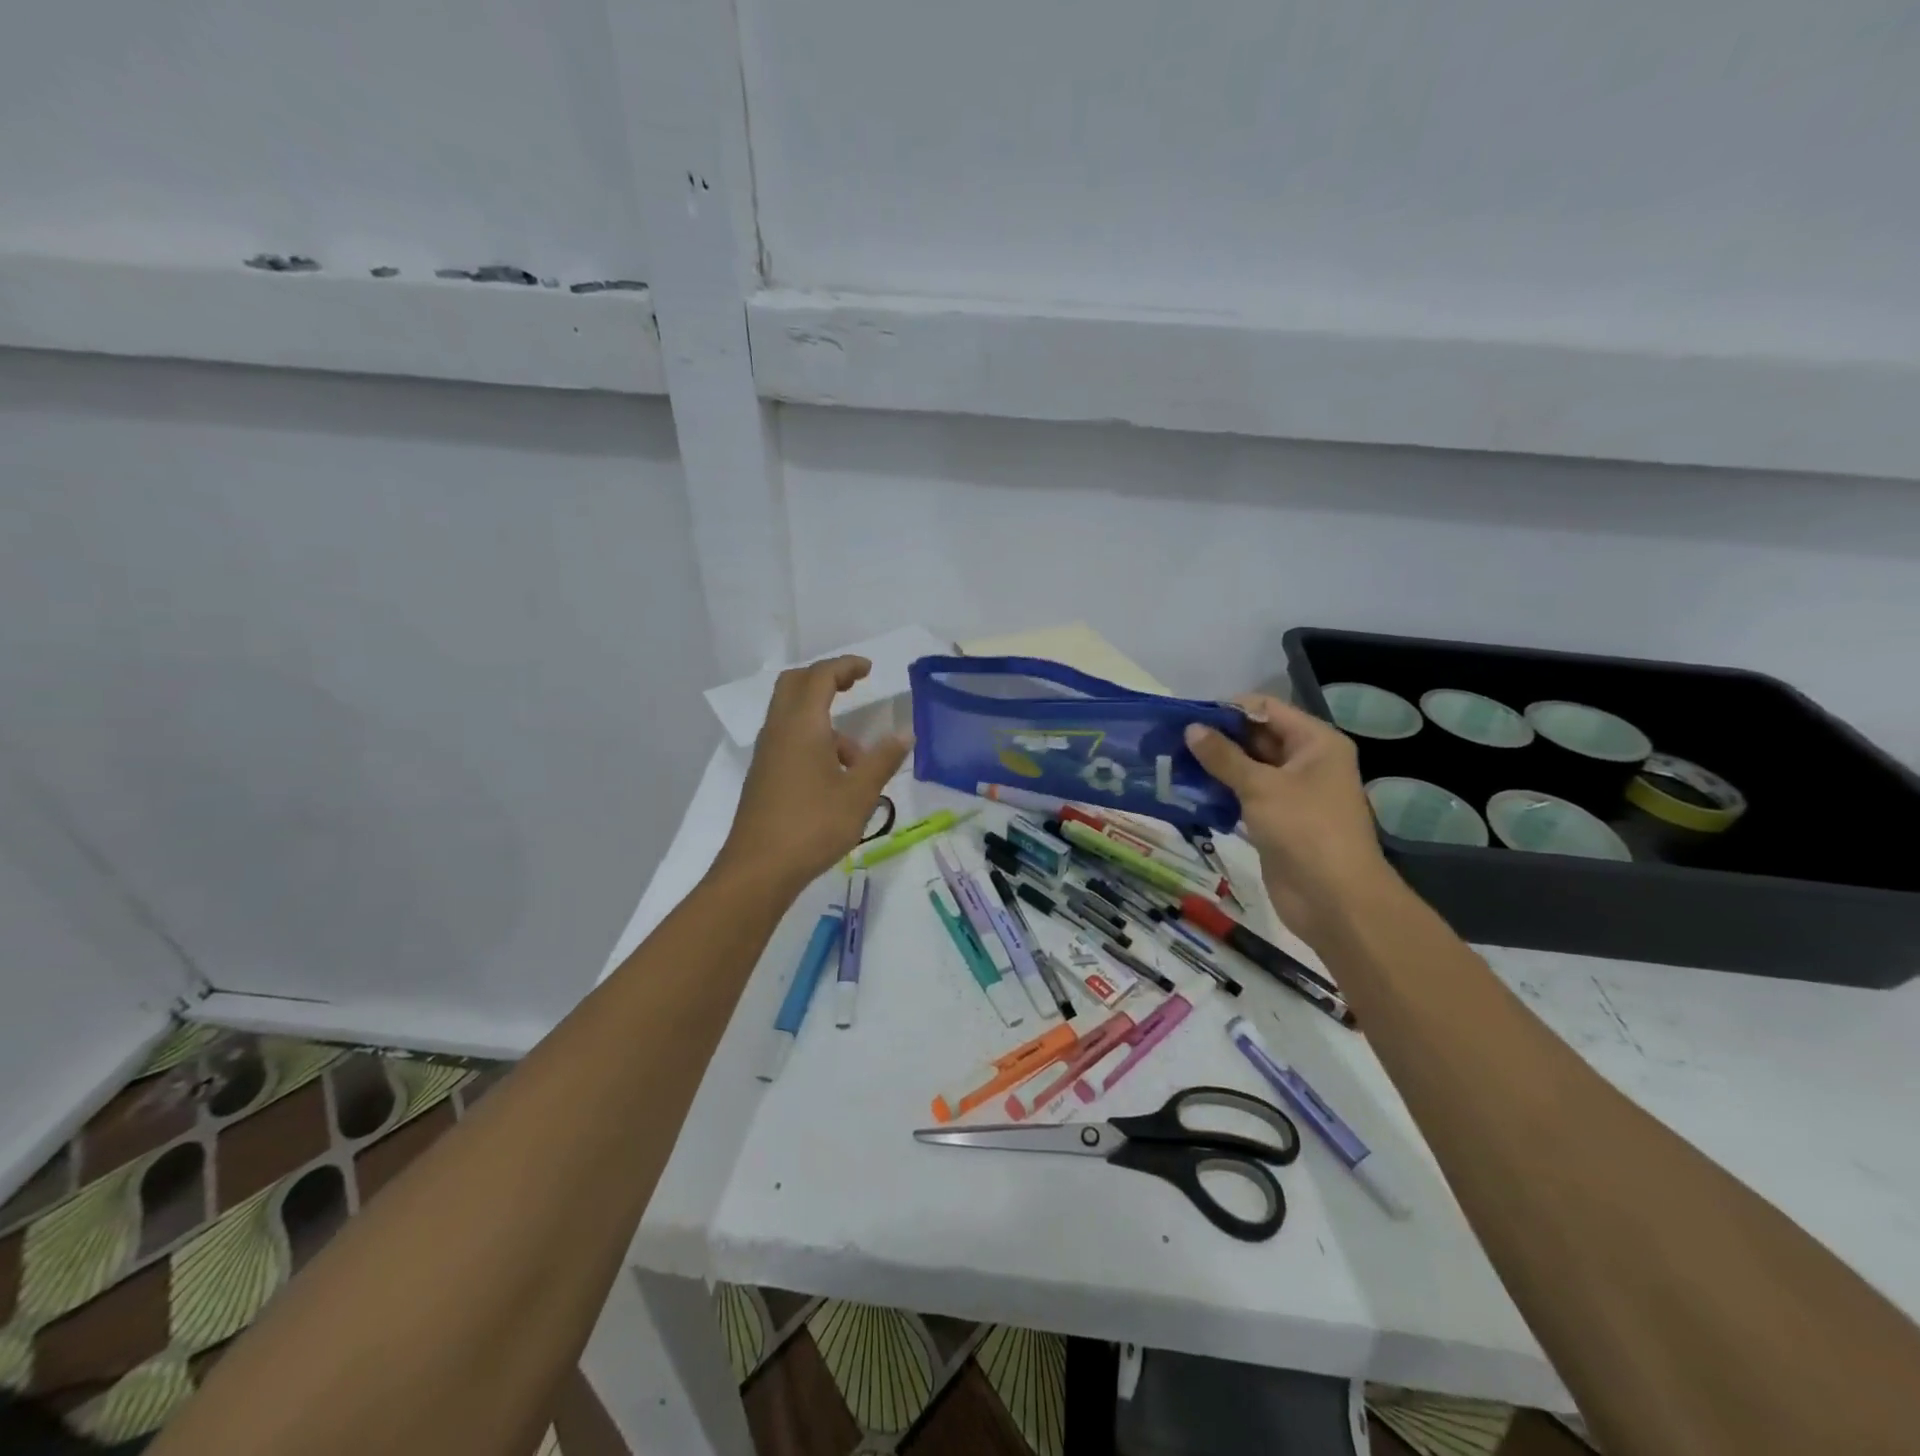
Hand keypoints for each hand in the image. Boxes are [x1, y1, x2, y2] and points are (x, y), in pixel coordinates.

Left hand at [714, 656, 911, 894]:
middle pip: (796, 685)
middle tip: (854, 686)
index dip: (845, 666)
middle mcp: (779, 730)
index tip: (869, 670)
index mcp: (802, 725)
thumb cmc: (813, 825)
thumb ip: (883, 759)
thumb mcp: (859, 794)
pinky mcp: (763, 775)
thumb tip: (905, 734)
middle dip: (826, 679)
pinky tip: (835, 778)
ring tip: (858, 761)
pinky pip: (789, 739)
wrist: (759, 869)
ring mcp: (767, 753)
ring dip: (824, 720)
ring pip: (793, 716)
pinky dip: (813, 740)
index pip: (821, 676)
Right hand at [1184, 694, 1390, 945]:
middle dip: (1217, 738)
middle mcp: (1306, 761)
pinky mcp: (1276, 820)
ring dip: (1214, 766)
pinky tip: (1186, 791)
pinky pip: (1244, 796)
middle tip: (1171, 740)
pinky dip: (1219, 792)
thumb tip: (1191, 729)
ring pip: (1247, 769)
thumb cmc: (1305, 830)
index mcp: (1315, 742)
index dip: (1228, 710)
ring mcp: (1291, 793)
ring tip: (1172, 762)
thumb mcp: (1261, 787)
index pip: (1266, 710)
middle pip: (1256, 738)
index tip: (1187, 716)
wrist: (1334, 899)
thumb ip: (1223, 756)